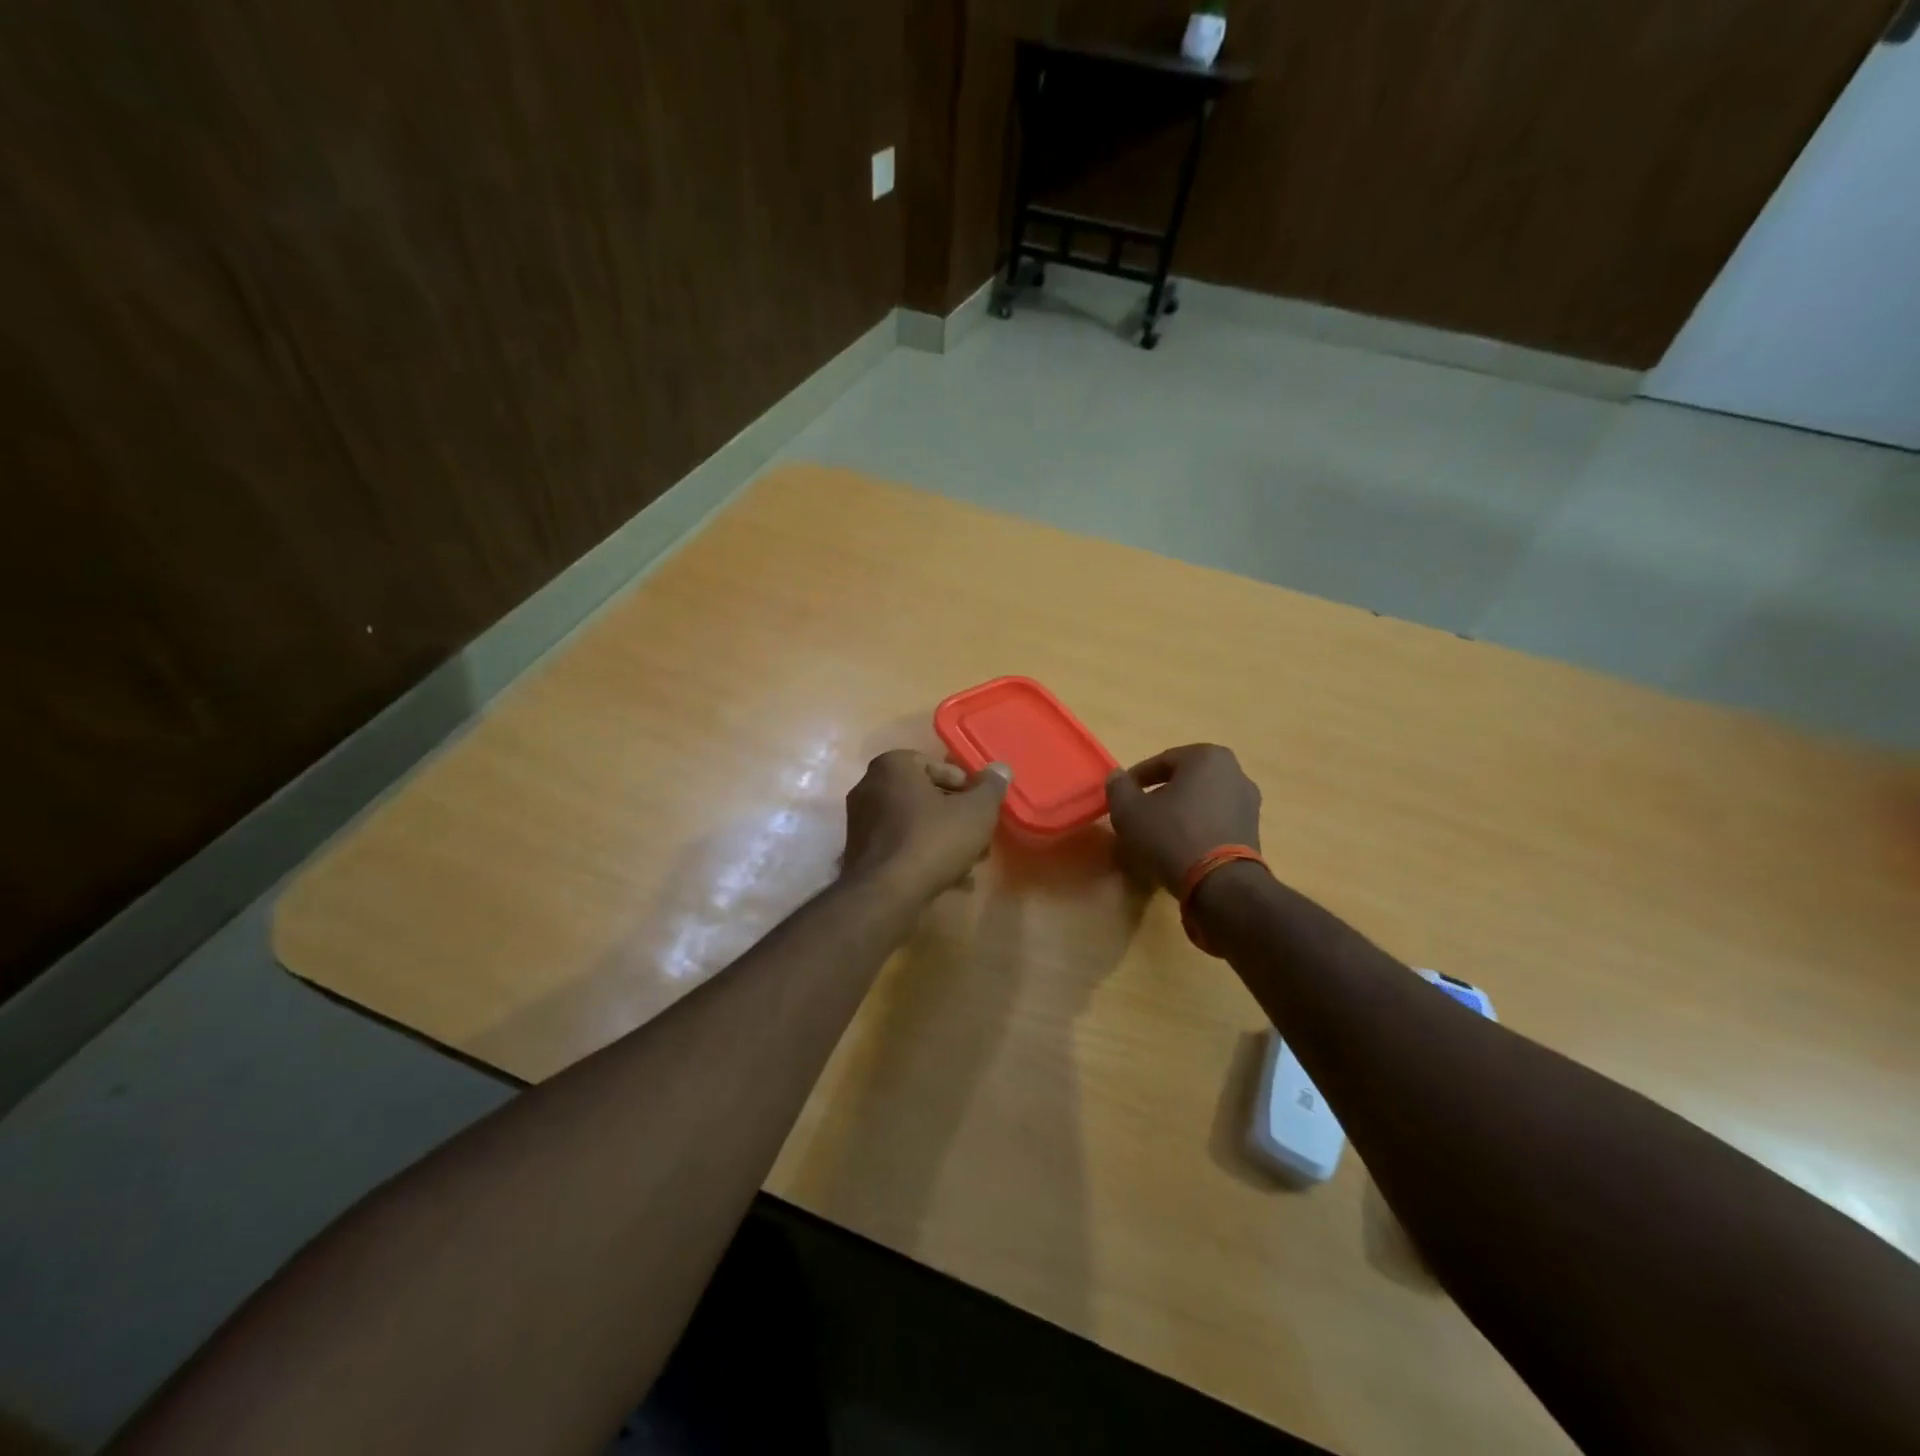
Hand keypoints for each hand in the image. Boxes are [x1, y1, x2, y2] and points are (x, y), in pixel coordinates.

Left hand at [842, 751, 1012, 898]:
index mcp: (892, 766)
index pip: (936, 765)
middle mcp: (869, 787)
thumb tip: (1001, 768)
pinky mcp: (860, 854)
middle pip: (925, 797)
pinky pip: (900, 846)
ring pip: (914, 824)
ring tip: (970, 863)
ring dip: (944, 839)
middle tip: (980, 837)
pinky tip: (949, 880)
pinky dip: (923, 857)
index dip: (966, 786)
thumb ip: (991, 787)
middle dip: (956, 817)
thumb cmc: (933, 840)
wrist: (887, 894)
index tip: (982, 808)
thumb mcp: (976, 811)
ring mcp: (860, 822)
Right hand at [1105, 744, 1262, 892]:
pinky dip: (1197, 828)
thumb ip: (1119, 787)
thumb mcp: (1129, 810)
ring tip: (1158, 833)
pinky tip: (1180, 847)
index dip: (1137, 778)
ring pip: (1202, 801)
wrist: (1219, 884)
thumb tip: (1118, 777)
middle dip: (1162, 793)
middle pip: (1185, 780)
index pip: (1162, 761)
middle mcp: (1235, 773)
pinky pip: (1216, 822)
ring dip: (1181, 812)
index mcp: (1207, 756)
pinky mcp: (1253, 832)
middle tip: (1139, 812)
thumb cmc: (1171, 835)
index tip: (1122, 795)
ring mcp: (1249, 803)